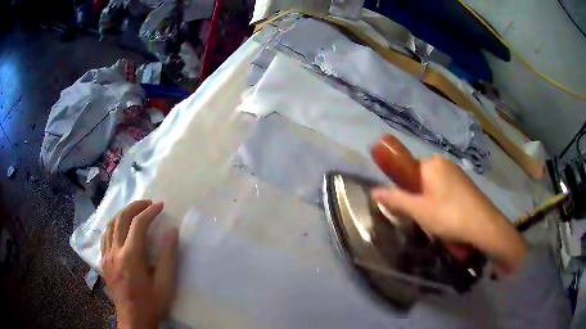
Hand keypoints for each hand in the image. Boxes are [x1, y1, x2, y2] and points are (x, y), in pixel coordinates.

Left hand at [101, 200, 178, 328]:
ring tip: (135, 211)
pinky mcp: (103, 261)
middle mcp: (115, 252)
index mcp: (130, 257)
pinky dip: (113, 226)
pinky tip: (120, 228)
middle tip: (148, 203)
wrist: (133, 320)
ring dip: (123, 213)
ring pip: (110, 225)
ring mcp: (106, 256)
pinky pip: (105, 236)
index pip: (138, 224)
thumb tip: (172, 231)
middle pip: (121, 219)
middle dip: (135, 207)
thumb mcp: (165, 284)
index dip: (150, 212)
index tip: (160, 206)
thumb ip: (168, 257)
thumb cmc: (151, 303)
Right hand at [371, 156, 526, 273]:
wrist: (485, 227)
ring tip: (436, 223)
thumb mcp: (418, 211)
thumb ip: (395, 199)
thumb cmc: (449, 216)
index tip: (407, 207)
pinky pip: (446, 192)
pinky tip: (448, 220)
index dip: (403, 188)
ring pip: (434, 188)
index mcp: (432, 163)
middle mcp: (445, 163)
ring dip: (430, 204)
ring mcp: (457, 174)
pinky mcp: (466, 186)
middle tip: (422, 218)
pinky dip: (442, 205)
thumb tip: (374, 191)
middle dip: (417, 198)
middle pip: (420, 179)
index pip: (407, 169)